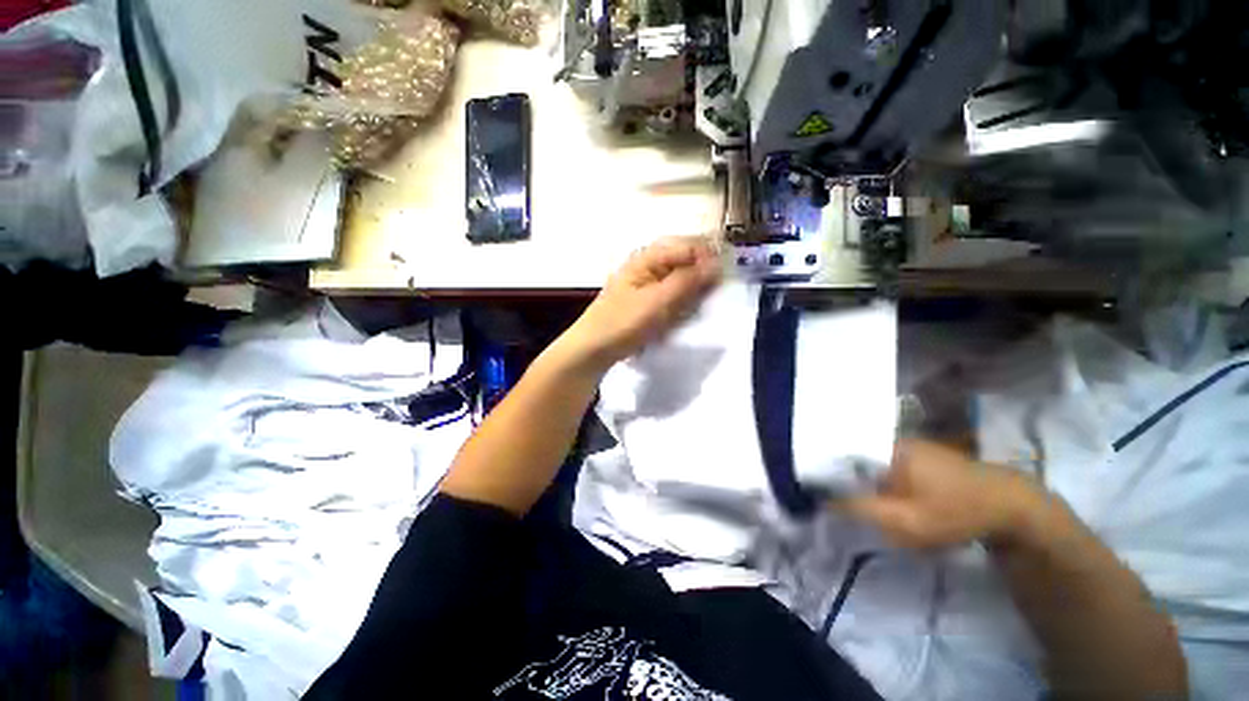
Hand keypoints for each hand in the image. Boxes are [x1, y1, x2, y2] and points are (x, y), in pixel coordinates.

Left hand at [558, 236, 721, 369]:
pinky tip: (683, 314)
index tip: (723, 280)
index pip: (687, 246)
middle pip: (685, 260)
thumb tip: (717, 263)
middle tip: (711, 296)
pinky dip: (681, 302)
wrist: (592, 349)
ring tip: (695, 308)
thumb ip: (687, 281)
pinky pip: (672, 294)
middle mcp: (648, 264)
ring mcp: (646, 283)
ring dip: (692, 291)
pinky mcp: (646, 300)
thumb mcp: (657, 302)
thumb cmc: (623, 323)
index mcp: (647, 257)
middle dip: (701, 275)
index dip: (708, 258)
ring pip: (680, 278)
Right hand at [835, 439, 1042, 548]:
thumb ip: (861, 509)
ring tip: (859, 500)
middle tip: (840, 502)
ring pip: (869, 462)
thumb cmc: (956, 512)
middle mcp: (890, 440)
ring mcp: (908, 445)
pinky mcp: (920, 455)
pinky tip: (886, 497)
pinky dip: (879, 480)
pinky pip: (885, 465)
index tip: (815, 489)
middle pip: (852, 457)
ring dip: (862, 481)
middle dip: (843, 478)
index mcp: (883, 448)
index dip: (823, 470)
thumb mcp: (905, 521)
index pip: (836, 453)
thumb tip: (823, 499)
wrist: (1012, 506)